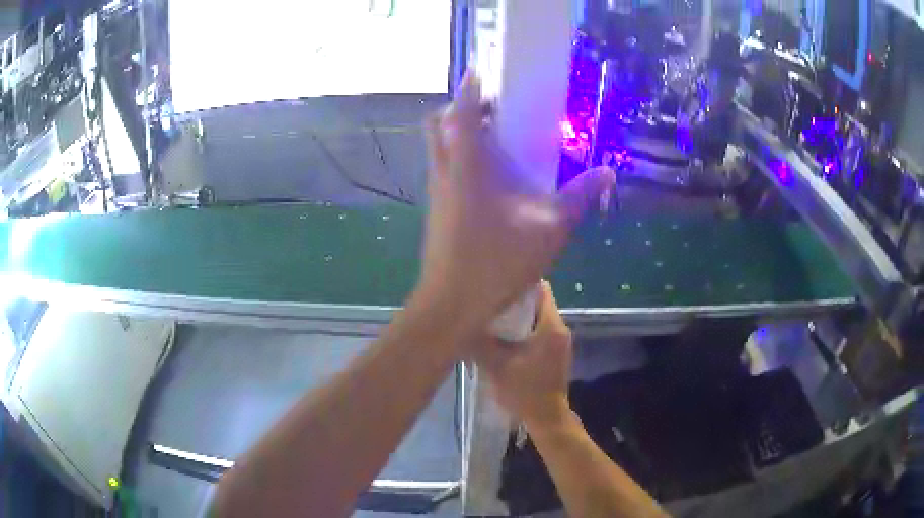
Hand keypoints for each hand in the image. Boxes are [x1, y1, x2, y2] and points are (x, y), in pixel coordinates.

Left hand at [417, 71, 614, 330]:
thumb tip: (607, 172)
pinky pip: (443, 169)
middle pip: (438, 125)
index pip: (460, 113)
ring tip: (496, 139)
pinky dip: (459, 159)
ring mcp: (436, 192)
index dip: (469, 89)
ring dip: (459, 134)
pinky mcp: (436, 210)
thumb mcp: (549, 230)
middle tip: (494, 110)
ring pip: (438, 147)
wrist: (451, 305)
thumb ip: (579, 198)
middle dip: (461, 109)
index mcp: (468, 168)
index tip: (481, 73)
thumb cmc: (497, 263)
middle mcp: (445, 172)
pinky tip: (489, 178)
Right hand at [474, 281, 572, 428]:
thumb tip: (463, 325)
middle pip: (539, 302)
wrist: (546, 418)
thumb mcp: (497, 366)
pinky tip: (507, 338)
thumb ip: (481, 343)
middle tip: (491, 303)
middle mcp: (560, 329)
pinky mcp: (557, 352)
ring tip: (495, 319)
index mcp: (551, 327)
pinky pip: (541, 330)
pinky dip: (526, 329)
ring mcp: (561, 341)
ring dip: (520, 317)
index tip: (498, 287)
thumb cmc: (524, 391)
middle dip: (516, 301)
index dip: (518, 284)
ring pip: (539, 317)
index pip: (541, 289)